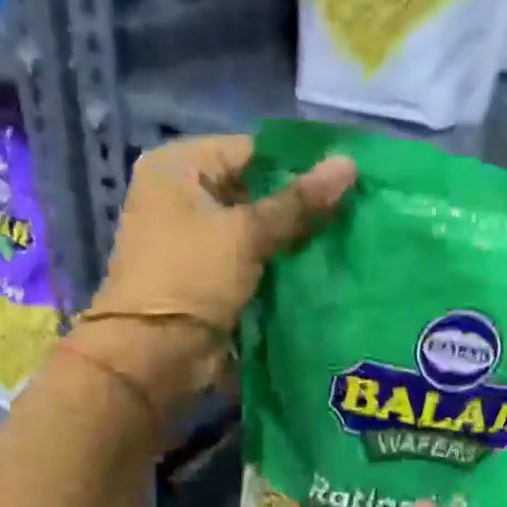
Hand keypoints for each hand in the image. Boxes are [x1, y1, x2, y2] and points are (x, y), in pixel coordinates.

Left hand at [88, 133, 354, 347]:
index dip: (299, 166)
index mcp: (177, 166)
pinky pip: (250, 257)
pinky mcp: (207, 273)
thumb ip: (299, 202)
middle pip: (254, 189)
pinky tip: (318, 265)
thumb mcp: (247, 234)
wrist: (153, 355)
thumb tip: (349, 165)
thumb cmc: (191, 278)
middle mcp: (181, 194)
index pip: (252, 151)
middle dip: (299, 205)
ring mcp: (193, 237)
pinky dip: (277, 262)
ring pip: (256, 226)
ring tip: (343, 238)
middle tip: (352, 213)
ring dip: (292, 237)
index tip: (346, 182)